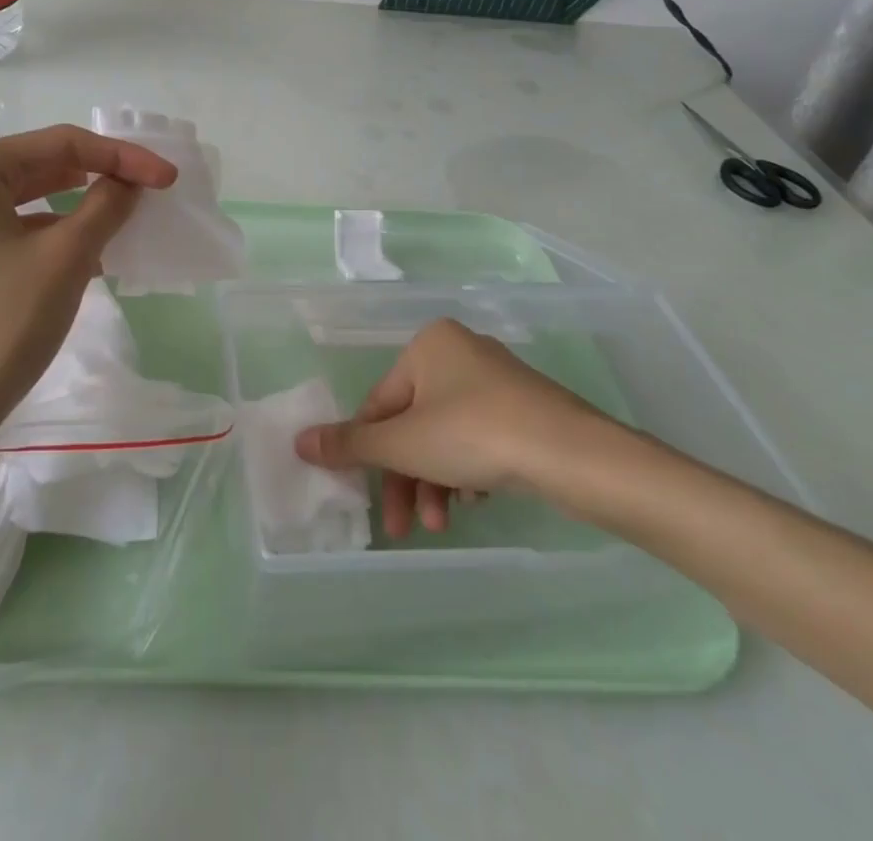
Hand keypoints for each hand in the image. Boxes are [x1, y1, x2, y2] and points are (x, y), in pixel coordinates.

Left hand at [0, 125, 176, 459]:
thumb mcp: (65, 259)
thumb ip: (105, 207)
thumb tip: (128, 184)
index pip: (61, 143)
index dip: (123, 157)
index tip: (168, 178)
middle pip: (36, 168)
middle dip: (95, 180)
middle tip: (145, 197)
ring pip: (19, 205)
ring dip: (71, 212)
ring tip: (116, 230)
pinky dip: (41, 240)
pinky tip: (73, 262)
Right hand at [293, 318, 630, 536]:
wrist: (574, 455)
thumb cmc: (475, 435)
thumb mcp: (403, 444)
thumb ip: (350, 445)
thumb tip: (299, 441)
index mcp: (428, 345)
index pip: (380, 403)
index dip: (368, 452)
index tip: (367, 497)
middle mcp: (460, 352)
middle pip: (413, 422)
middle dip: (406, 477)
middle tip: (403, 526)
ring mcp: (497, 380)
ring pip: (446, 434)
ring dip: (435, 481)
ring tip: (441, 524)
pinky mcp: (525, 408)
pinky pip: (479, 437)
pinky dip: (467, 470)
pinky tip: (474, 502)